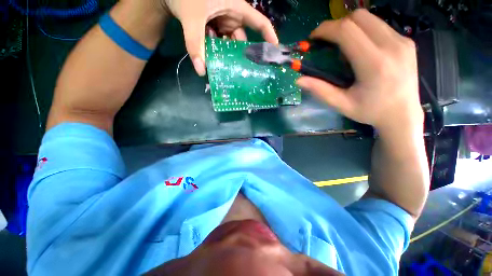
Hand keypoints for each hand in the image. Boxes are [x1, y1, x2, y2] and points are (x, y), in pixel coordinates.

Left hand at [160, 0, 278, 75]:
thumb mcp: (193, 17)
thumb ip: (195, 43)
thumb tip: (201, 71)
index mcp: (236, 8)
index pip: (259, 22)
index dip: (269, 37)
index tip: (274, 52)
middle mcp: (232, 17)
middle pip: (241, 40)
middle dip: (239, 55)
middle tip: (238, 71)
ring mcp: (223, 24)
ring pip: (229, 44)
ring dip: (225, 55)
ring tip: (222, 67)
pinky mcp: (215, 28)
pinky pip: (220, 43)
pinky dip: (216, 51)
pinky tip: (212, 58)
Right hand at [297, 9, 422, 134]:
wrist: (403, 114)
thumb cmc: (370, 112)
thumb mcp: (340, 104)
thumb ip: (319, 90)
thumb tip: (299, 80)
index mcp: (374, 64)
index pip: (347, 31)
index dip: (326, 29)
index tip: (314, 38)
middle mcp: (392, 46)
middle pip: (358, 17)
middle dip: (336, 25)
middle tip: (326, 42)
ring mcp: (402, 41)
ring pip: (369, 18)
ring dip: (349, 27)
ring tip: (342, 46)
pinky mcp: (406, 41)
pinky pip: (379, 25)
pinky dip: (363, 31)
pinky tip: (359, 48)